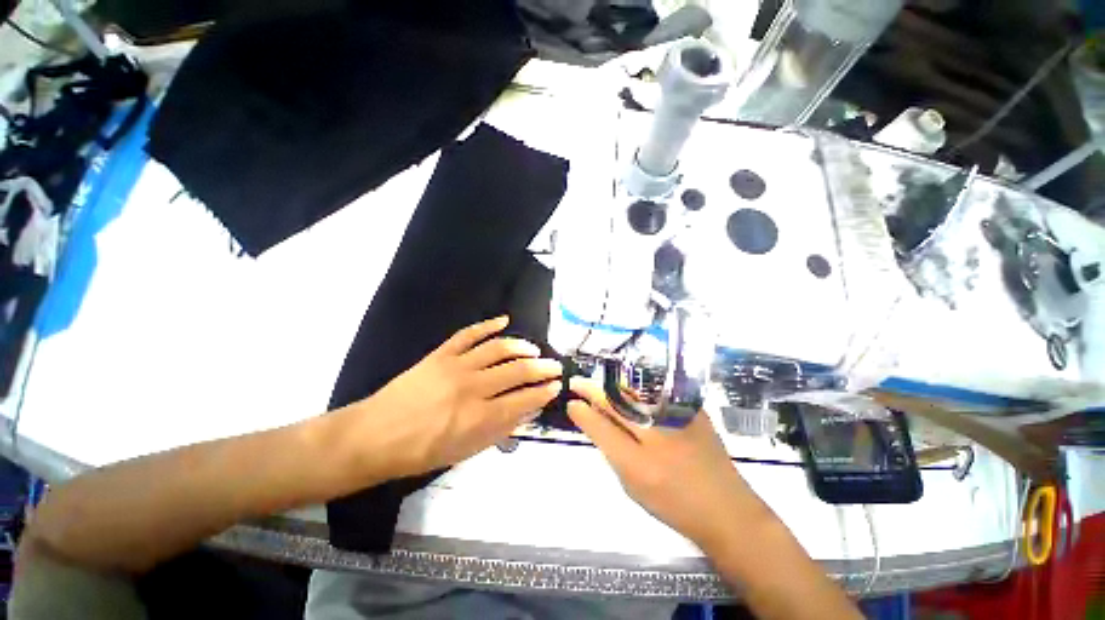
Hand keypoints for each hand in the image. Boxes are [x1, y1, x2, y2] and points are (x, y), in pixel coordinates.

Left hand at [340, 316, 561, 479]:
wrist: (375, 436)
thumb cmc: (422, 452)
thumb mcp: (466, 451)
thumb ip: (500, 430)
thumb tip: (528, 411)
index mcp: (479, 417)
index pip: (523, 399)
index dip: (544, 392)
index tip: (556, 386)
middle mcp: (472, 387)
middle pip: (517, 371)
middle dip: (541, 368)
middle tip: (554, 366)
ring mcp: (456, 366)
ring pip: (498, 348)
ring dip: (521, 346)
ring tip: (534, 349)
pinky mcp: (441, 354)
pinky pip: (468, 334)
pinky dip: (488, 325)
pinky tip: (503, 320)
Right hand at [568, 377, 765, 549]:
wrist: (725, 508)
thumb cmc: (673, 503)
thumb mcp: (632, 484)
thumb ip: (610, 449)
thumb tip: (592, 420)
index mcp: (639, 463)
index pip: (601, 426)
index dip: (582, 411)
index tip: (570, 401)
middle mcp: (658, 434)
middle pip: (616, 402)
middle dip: (592, 390)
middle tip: (578, 384)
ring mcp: (677, 417)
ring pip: (634, 393)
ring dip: (612, 389)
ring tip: (597, 388)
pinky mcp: (692, 409)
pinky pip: (654, 394)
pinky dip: (635, 392)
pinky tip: (628, 394)